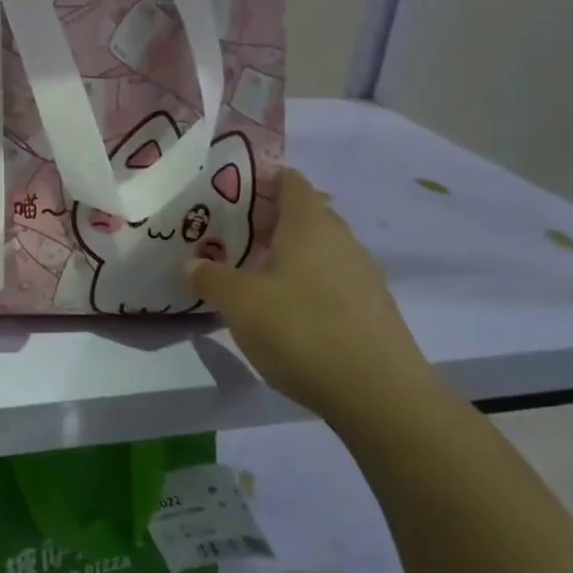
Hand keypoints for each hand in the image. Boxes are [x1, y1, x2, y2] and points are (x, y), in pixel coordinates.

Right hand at [188, 168, 434, 425]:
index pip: (290, 181)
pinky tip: (285, 308)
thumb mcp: (240, 303)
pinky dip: (307, 281)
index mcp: (310, 224)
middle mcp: (341, 239)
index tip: (231, 188)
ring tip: (253, 270)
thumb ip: (212, 277)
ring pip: (320, 248)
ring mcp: (362, 274)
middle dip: (271, 218)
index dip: (263, 178)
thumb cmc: (302, 330)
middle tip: (232, 231)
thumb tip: (193, 262)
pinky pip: (332, 279)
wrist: (379, 394)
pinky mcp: (372, 309)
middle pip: (306, 213)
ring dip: (289, 253)